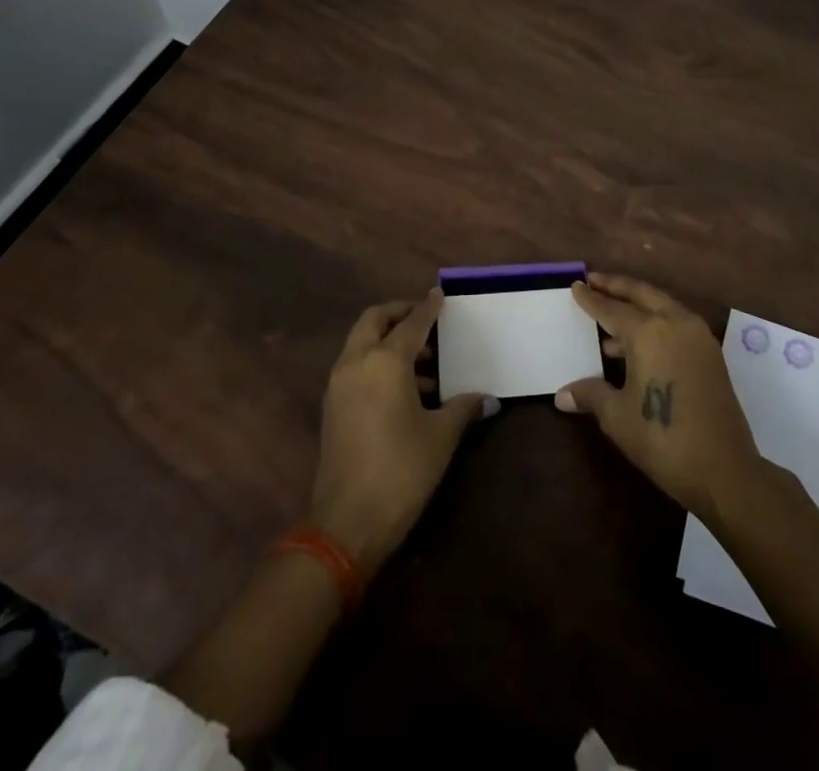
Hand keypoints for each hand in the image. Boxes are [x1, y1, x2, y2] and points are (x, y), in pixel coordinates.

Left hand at [310, 290, 494, 576]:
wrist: (347, 523)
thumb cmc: (401, 470)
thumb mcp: (440, 437)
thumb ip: (463, 408)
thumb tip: (487, 398)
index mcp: (385, 361)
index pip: (412, 323)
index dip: (428, 308)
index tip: (440, 295)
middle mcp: (356, 362)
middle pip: (374, 320)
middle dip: (399, 313)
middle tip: (426, 319)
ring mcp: (338, 384)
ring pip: (361, 342)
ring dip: (388, 340)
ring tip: (425, 362)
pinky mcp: (332, 406)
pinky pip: (356, 366)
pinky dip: (376, 362)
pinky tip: (406, 390)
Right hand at [555, 273, 762, 517]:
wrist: (724, 469)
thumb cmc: (662, 438)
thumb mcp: (618, 417)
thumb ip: (591, 395)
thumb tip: (562, 394)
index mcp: (648, 332)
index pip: (612, 308)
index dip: (591, 299)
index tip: (576, 285)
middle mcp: (674, 322)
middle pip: (641, 293)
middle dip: (616, 286)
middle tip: (594, 280)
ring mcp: (697, 336)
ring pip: (662, 305)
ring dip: (637, 304)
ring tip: (611, 316)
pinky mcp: (710, 353)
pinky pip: (676, 322)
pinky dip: (655, 320)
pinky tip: (638, 344)